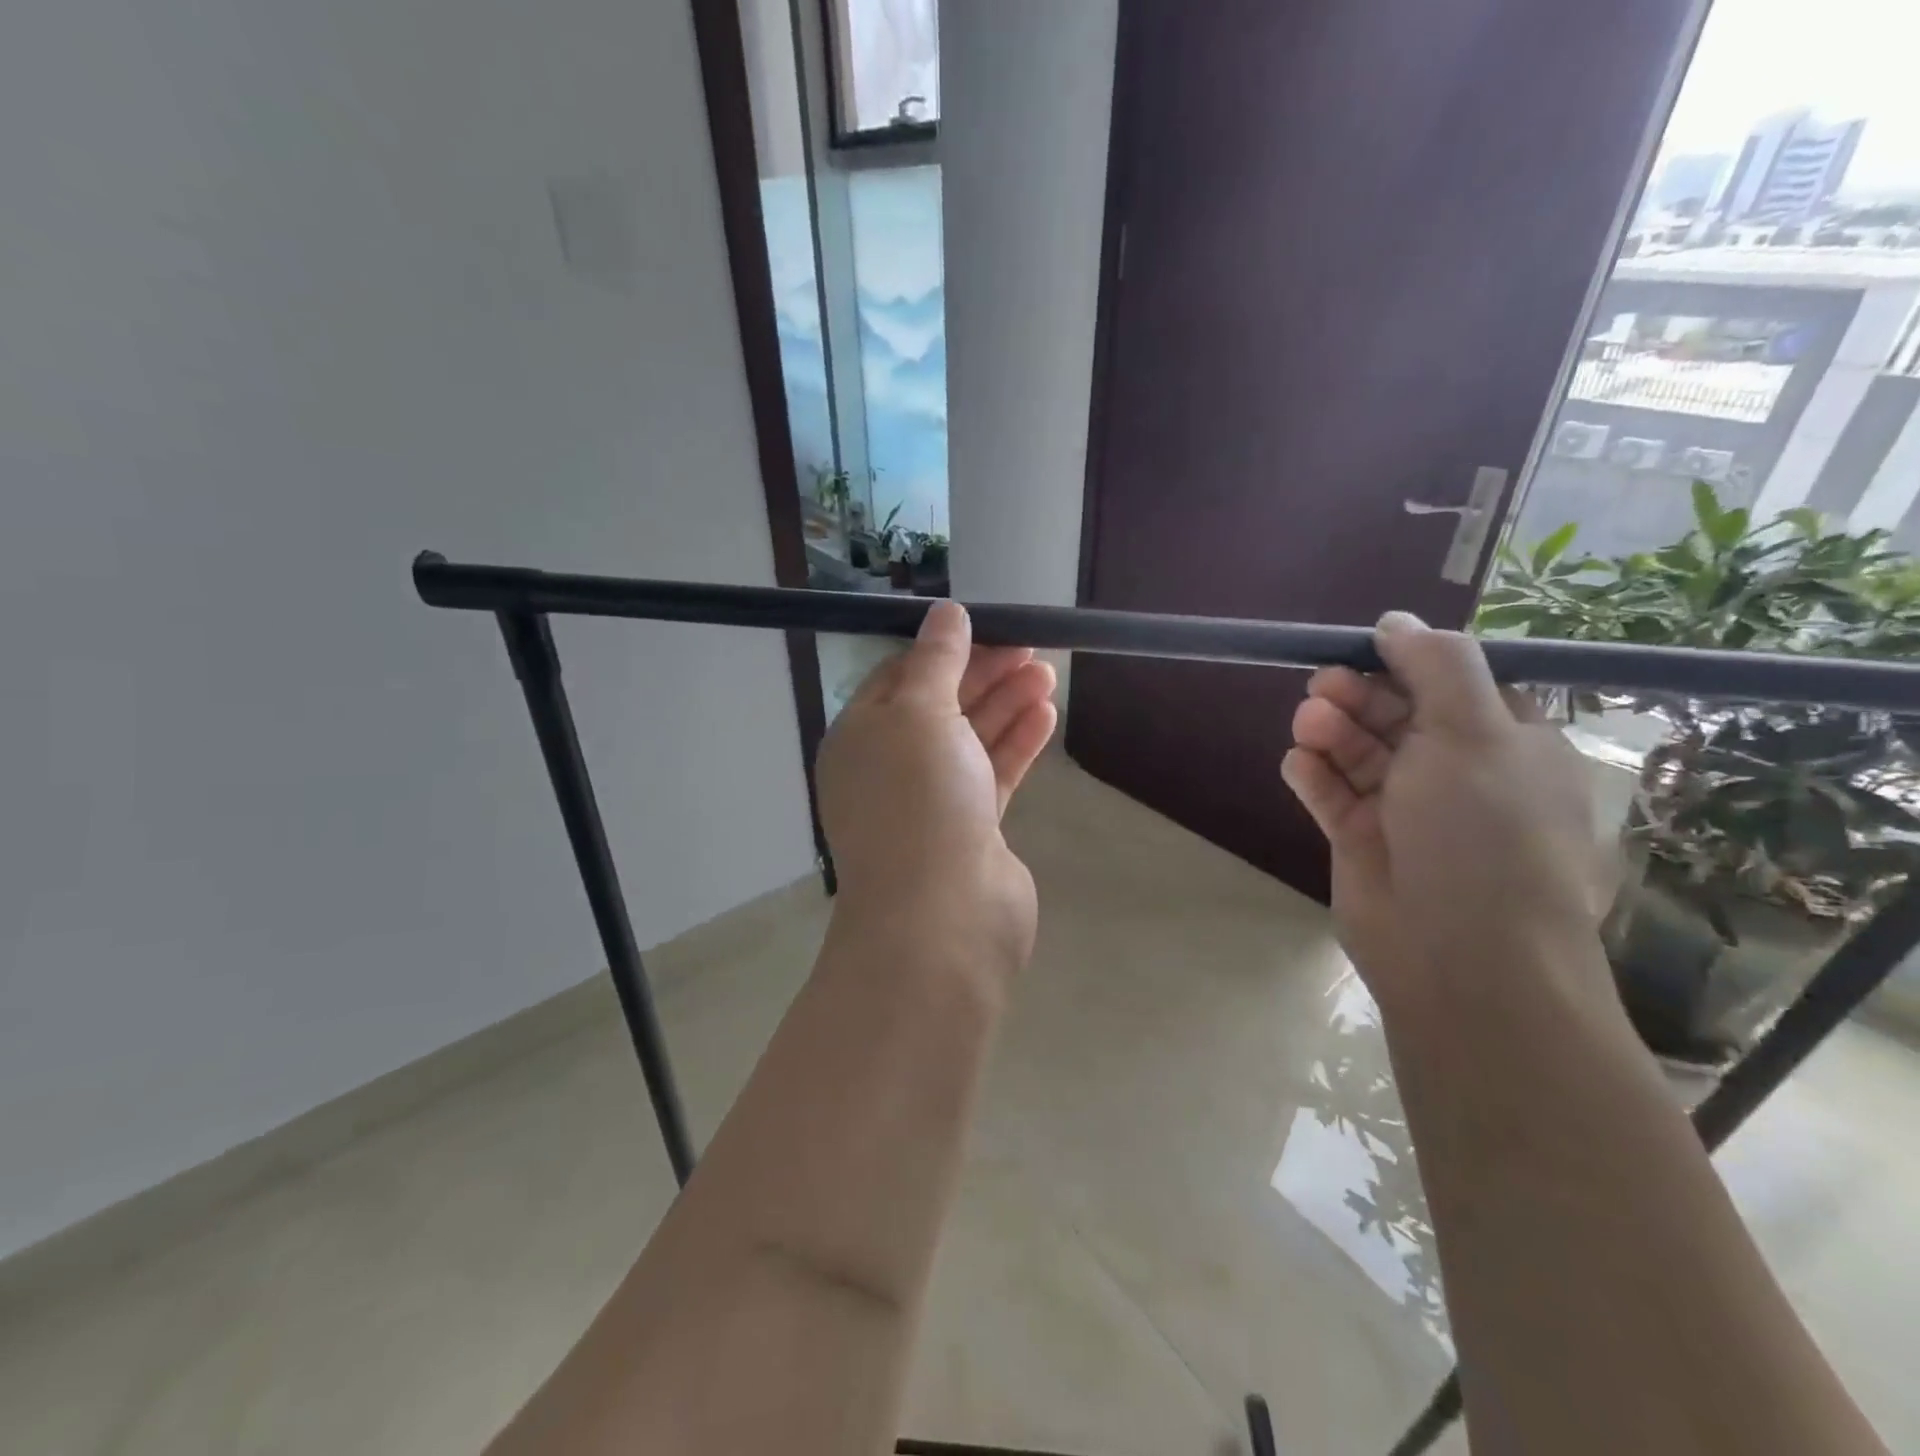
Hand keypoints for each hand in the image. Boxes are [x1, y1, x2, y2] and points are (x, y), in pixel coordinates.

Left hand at [817, 602, 1057, 978]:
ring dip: (1006, 704)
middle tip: (1032, 646)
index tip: (990, 627)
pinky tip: (1045, 714)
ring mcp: (932, 801)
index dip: (945, 649)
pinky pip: (993, 774)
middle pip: (941, 706)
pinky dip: (1017, 743)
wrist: (941, 918)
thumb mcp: (919, 713)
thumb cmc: (918, 800)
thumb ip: (936, 661)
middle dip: (984, 673)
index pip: (900, 677)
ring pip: (971, 739)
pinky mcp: (970, 830)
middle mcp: (891, 768)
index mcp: (861, 737)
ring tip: (1047, 672)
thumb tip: (946, 612)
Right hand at [1282, 613, 1612, 1012]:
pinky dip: (1314, 775)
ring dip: (1331, 731)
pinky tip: (1299, 765)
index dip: (1409, 663)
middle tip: (1323, 687)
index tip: (1366, 648)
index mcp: (1507, 744)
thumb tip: (1397, 619)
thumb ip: (1437, 665)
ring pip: (1358, 752)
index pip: (1454, 684)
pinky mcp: (1361, 840)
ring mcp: (1405, 809)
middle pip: (1397, 714)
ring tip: (1308, 726)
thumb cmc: (1483, 832)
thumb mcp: (1475, 732)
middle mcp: (1457, 772)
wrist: (1461, 955)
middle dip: (1358, 695)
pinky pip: (1332, 794)